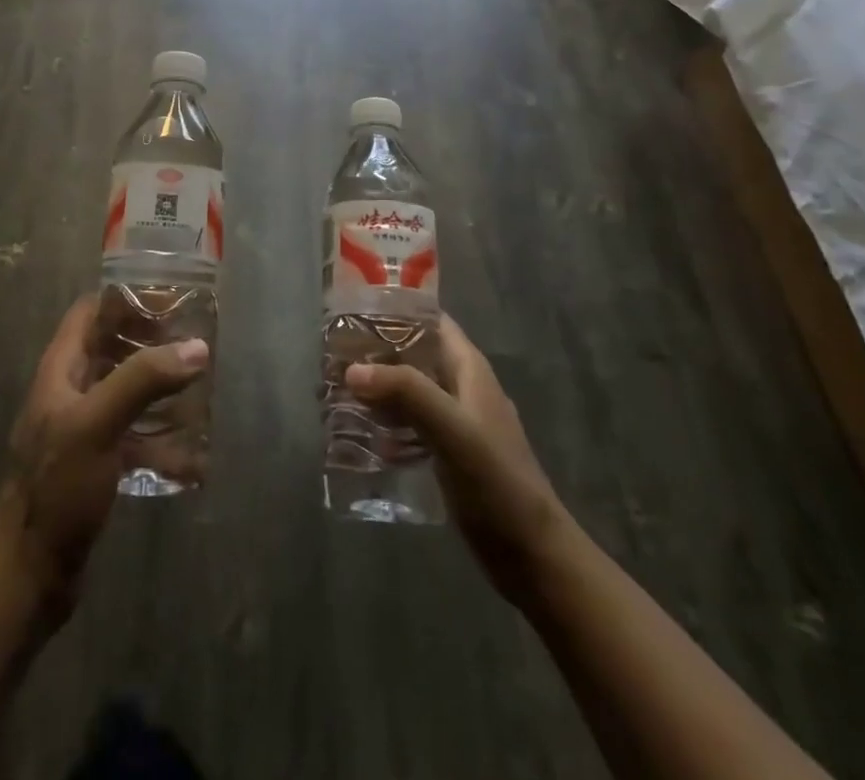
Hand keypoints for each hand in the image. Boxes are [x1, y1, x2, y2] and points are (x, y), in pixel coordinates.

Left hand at [0, 296, 208, 617]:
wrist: (28, 577)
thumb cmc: (57, 489)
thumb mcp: (98, 425)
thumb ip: (143, 381)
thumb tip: (196, 347)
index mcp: (60, 370)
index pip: (90, 312)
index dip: (126, 299)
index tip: (171, 302)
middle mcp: (70, 392)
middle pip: (112, 349)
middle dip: (152, 343)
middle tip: (195, 344)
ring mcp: (82, 430)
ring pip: (126, 392)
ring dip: (160, 389)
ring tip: (200, 390)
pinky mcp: (96, 465)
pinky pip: (133, 437)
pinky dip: (160, 440)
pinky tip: (192, 456)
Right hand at [347, 316, 567, 608]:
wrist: (532, 555)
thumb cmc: (497, 482)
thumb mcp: (452, 429)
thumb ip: (407, 392)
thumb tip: (353, 369)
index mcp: (468, 368)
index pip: (429, 320)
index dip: (395, 309)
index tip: (352, 310)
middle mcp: (461, 387)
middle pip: (413, 354)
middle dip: (376, 351)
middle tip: (332, 355)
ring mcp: (455, 421)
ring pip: (408, 389)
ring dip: (377, 387)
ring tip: (334, 389)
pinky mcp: (447, 453)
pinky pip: (409, 424)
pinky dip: (385, 421)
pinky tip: (357, 433)